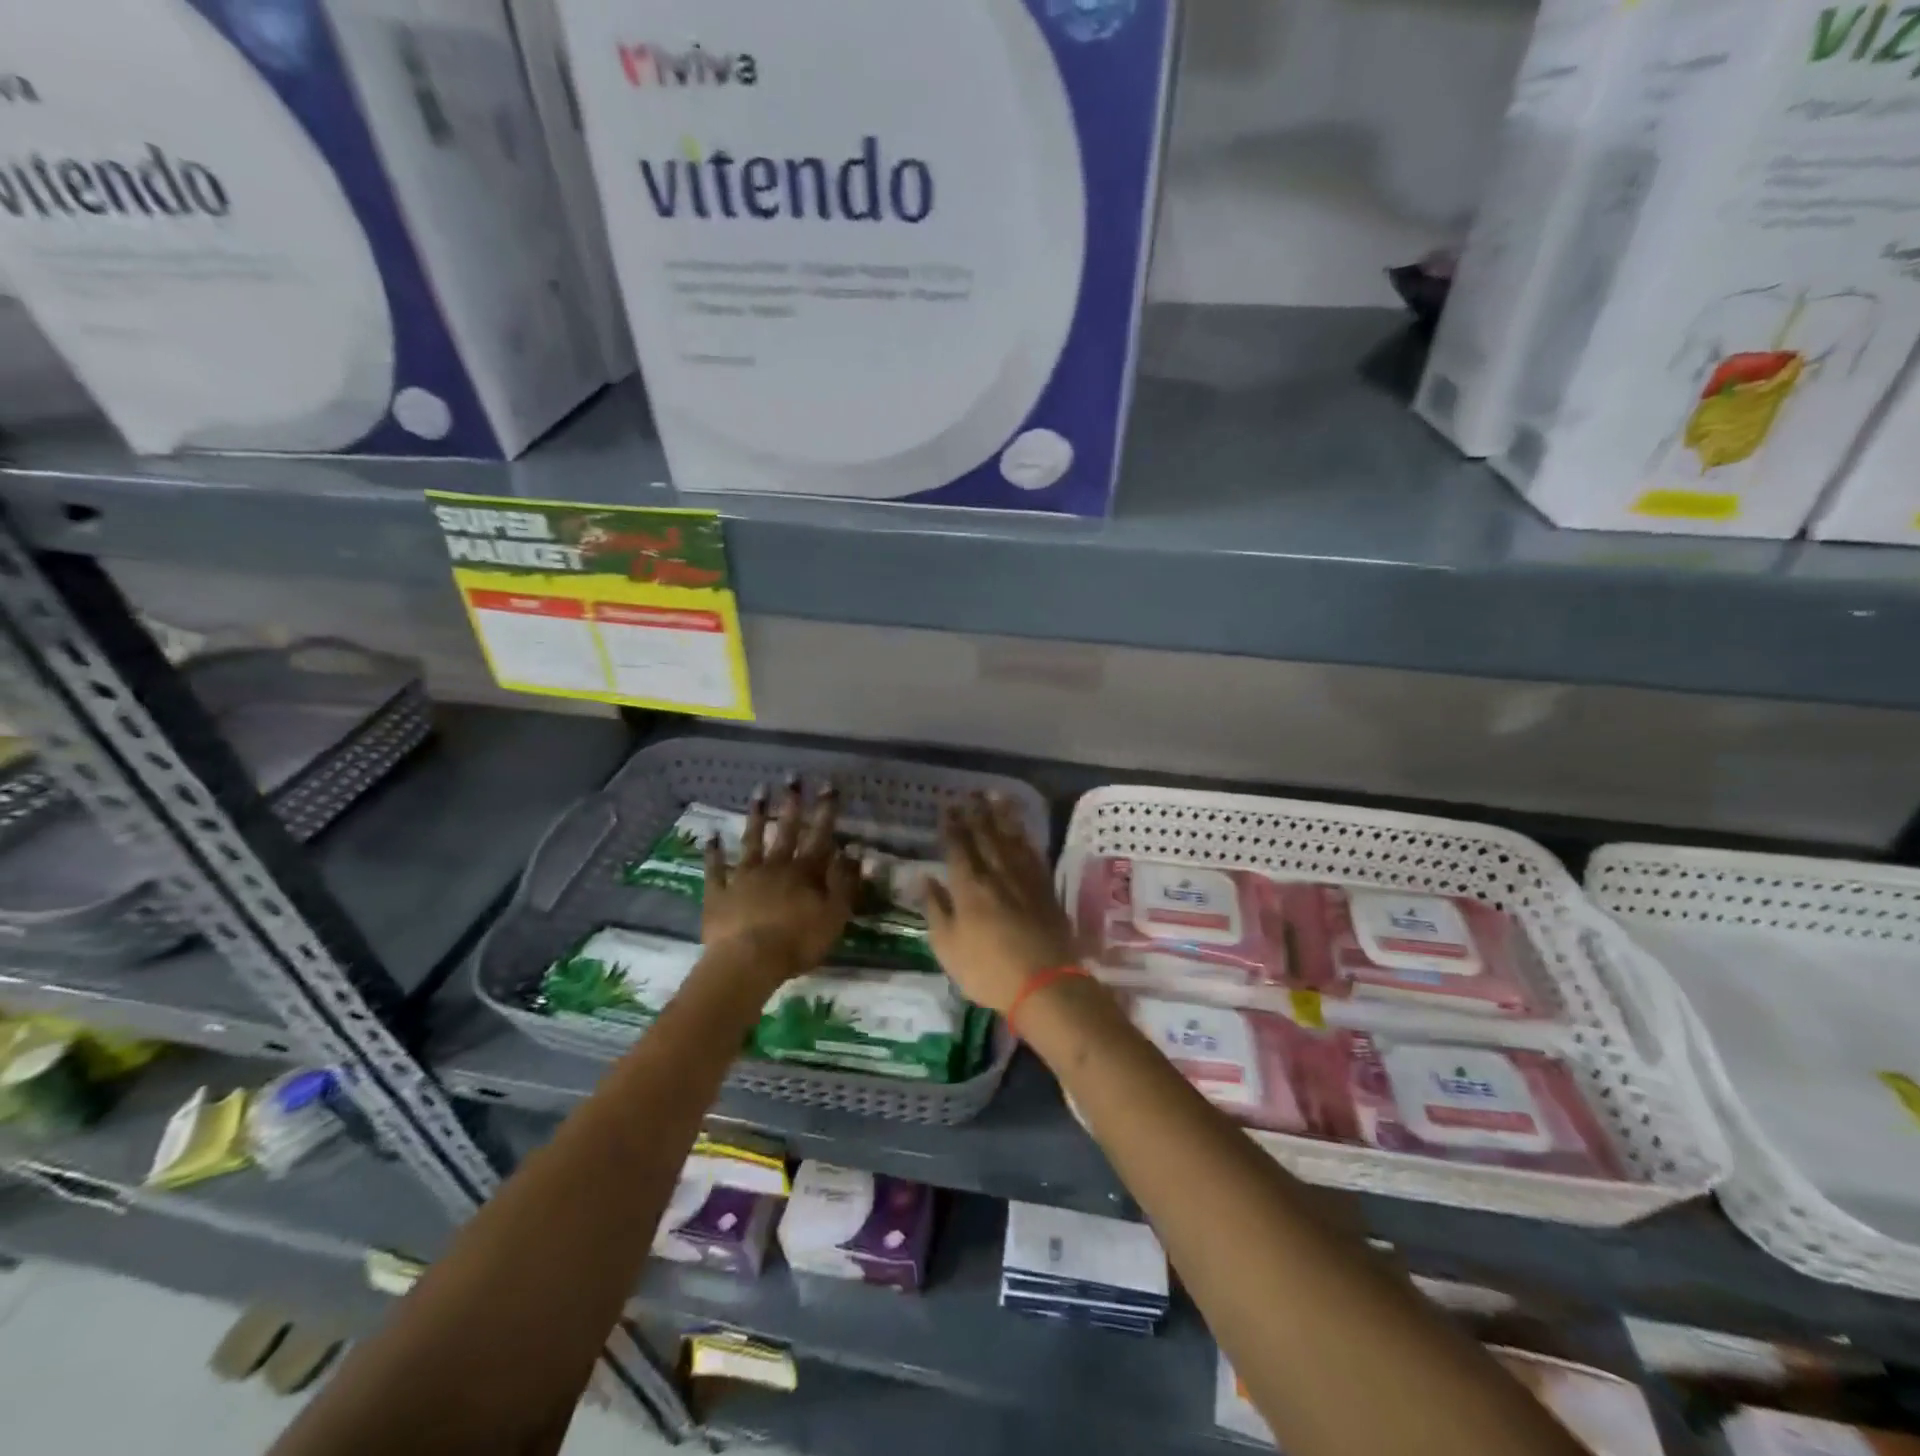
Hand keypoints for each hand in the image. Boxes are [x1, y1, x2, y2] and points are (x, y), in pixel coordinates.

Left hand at [703, 781, 857, 988]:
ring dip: (756, 816)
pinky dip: (713, 851)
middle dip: (791, 803)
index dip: (825, 810)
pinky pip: (715, 868)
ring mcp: (744, 876)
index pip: (820, 835)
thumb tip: (854, 852)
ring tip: (758, 792)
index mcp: (805, 872)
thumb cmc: (798, 941)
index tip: (828, 786)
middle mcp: (775, 866)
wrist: (748, 961)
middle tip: (792, 777)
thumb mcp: (834, 916)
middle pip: (786, 830)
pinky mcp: (719, 892)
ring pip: (751, 840)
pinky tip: (711, 835)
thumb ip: (845, 883)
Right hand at [926, 794, 1075, 1013]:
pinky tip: (1022, 830)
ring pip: (1011, 838)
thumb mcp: (947, 947)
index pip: (958, 847)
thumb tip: (924, 878)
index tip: (948, 806)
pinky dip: (1026, 837)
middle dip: (976, 812)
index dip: (952, 825)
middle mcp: (997, 873)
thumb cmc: (988, 970)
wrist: (1045, 982)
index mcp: (969, 887)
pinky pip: (1033, 853)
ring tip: (996, 796)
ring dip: (1002, 815)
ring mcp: (1025, 879)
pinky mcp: (1046, 888)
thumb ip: (935, 908)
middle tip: (970, 793)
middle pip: (986, 836)